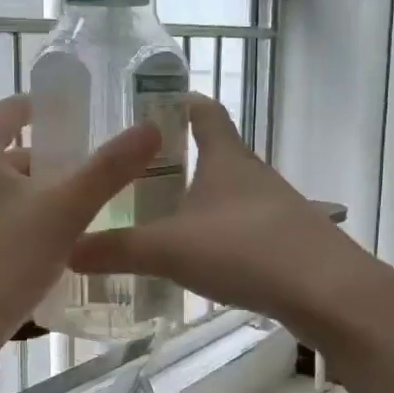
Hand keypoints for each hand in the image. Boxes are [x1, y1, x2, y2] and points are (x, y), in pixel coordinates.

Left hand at [0, 97, 159, 363]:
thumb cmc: (2, 259)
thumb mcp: (65, 210)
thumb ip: (108, 169)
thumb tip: (150, 129)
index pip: (15, 110)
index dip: (51, 111)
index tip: (88, 120)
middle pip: (14, 156)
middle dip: (56, 166)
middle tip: (102, 179)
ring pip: (7, 193)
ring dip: (43, 200)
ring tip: (87, 216)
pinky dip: (25, 226)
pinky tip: (54, 250)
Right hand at [69, 96, 377, 339]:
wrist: (327, 292)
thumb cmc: (245, 250)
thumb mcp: (170, 249)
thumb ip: (117, 250)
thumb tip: (66, 248)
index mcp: (226, 157)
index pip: (203, 110)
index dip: (178, 101)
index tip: (148, 103)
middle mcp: (252, 174)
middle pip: (213, 153)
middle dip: (176, 159)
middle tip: (133, 174)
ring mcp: (274, 207)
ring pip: (227, 193)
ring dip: (197, 200)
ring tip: (158, 219)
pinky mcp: (287, 240)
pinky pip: (241, 227)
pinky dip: (217, 233)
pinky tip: (198, 259)